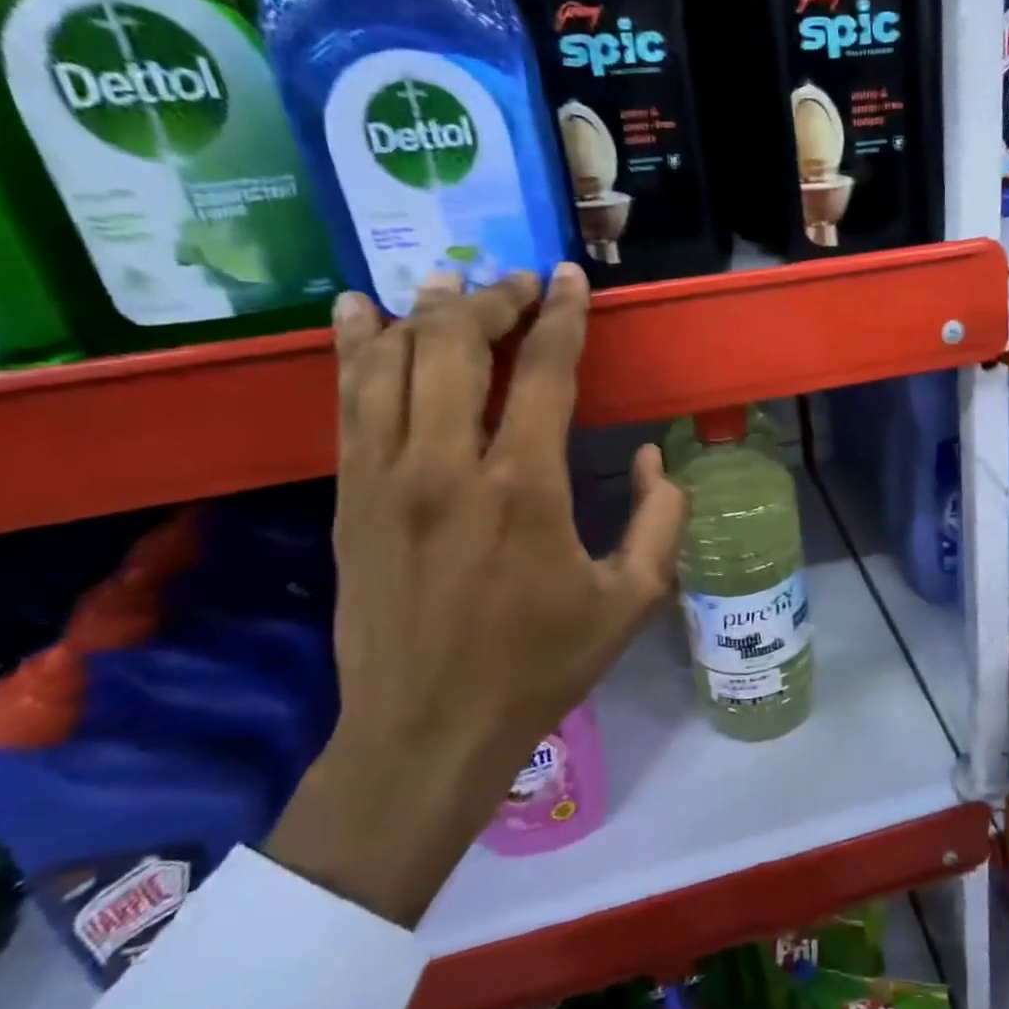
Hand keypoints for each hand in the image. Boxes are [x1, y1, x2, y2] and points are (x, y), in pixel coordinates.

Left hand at [267, 265, 685, 926]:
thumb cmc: (539, 666)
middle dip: (492, 299)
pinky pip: (348, 403)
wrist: (427, 731)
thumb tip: (653, 462)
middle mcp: (448, 466)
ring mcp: (385, 478)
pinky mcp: (349, 499)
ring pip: (393, 361)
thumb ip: (660, 521)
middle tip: (519, 282)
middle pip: (457, 346)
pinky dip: (354, 349)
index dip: (562, 315)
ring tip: (450, 282)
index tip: (571, 277)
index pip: (543, 371)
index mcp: (525, 488)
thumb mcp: (631, 601)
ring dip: (424, 311)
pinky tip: (357, 313)